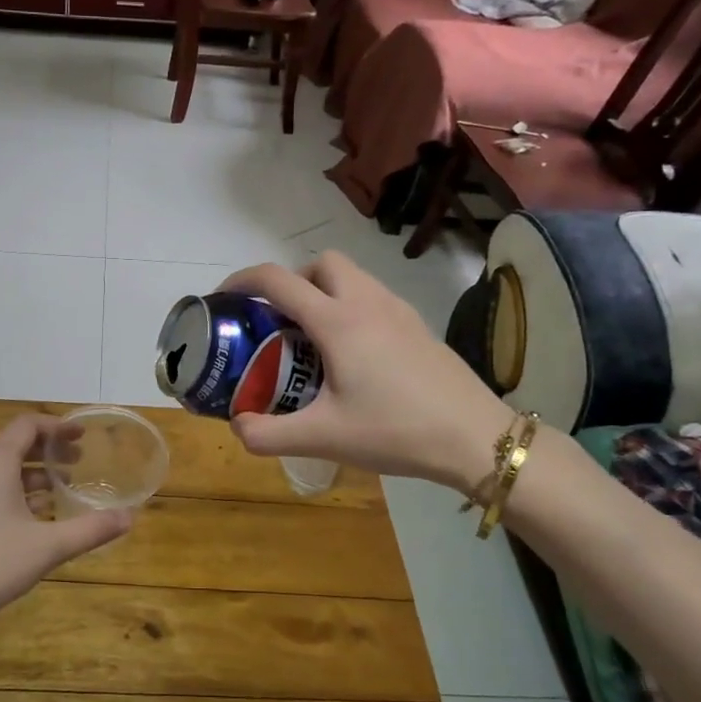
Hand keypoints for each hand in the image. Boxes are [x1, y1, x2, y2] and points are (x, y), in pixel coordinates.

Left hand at [0, 415, 131, 628]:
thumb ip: (90, 529)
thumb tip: (129, 518)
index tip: (82, 436)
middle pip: (13, 444)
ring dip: (30, 473)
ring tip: (59, 490)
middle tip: (77, 463)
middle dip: (47, 451)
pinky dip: (10, 489)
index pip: (28, 425)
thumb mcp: (48, 546)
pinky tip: (30, 514)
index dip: (58, 427)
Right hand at [219, 251, 513, 493]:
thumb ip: (268, 434)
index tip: (224, 297)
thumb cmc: (395, 431)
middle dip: (292, 280)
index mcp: (337, 321)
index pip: (277, 280)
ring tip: (313, 339)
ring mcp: (398, 310)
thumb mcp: (322, 438)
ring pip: (351, 276)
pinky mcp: (418, 325)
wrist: (475, 437)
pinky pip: (373, 296)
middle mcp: (367, 302)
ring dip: (323, 291)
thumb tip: (237, 427)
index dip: (243, 280)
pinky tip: (354, 355)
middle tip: (279, 321)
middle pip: (320, 263)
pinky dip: (350, 307)